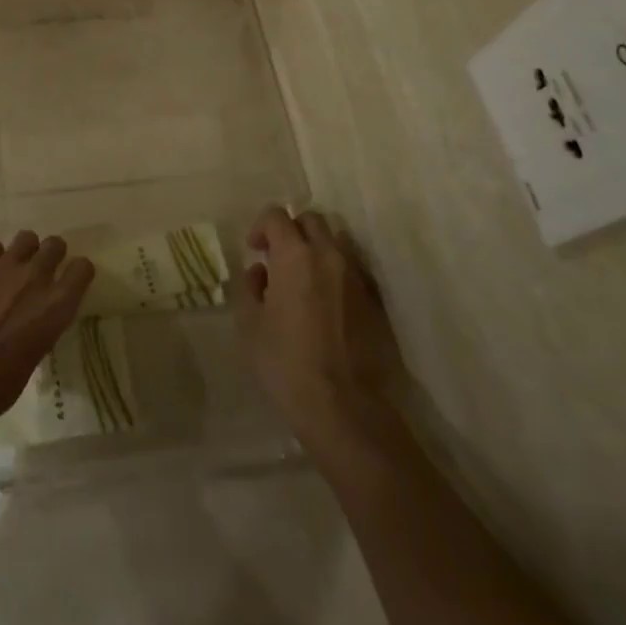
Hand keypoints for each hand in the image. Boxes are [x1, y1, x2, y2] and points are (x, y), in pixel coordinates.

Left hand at [0, 231, 95, 436]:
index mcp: (58, 305)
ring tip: (12, 268)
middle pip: (55, 244)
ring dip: (24, 251)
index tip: (70, 281)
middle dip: (51, 255)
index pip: (83, 269)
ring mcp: (5, 266)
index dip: (77, 273)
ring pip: (26, 237)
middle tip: (40, 272)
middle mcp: (37, 277)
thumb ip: (41, 328)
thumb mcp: (35, 356)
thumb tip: (34, 322)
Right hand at [234, 207, 405, 452]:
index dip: (260, 228)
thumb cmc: (286, 363)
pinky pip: (353, 270)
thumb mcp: (250, 325)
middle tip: (278, 260)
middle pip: (311, 220)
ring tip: (304, 279)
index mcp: (295, 255)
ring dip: (317, 249)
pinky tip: (326, 303)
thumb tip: (259, 272)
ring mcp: (357, 278)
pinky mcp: (375, 302)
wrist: (344, 408)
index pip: (276, 216)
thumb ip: (249, 288)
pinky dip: (337, 273)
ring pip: (337, 241)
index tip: (255, 251)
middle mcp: (329, 256)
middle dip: (291, 231)